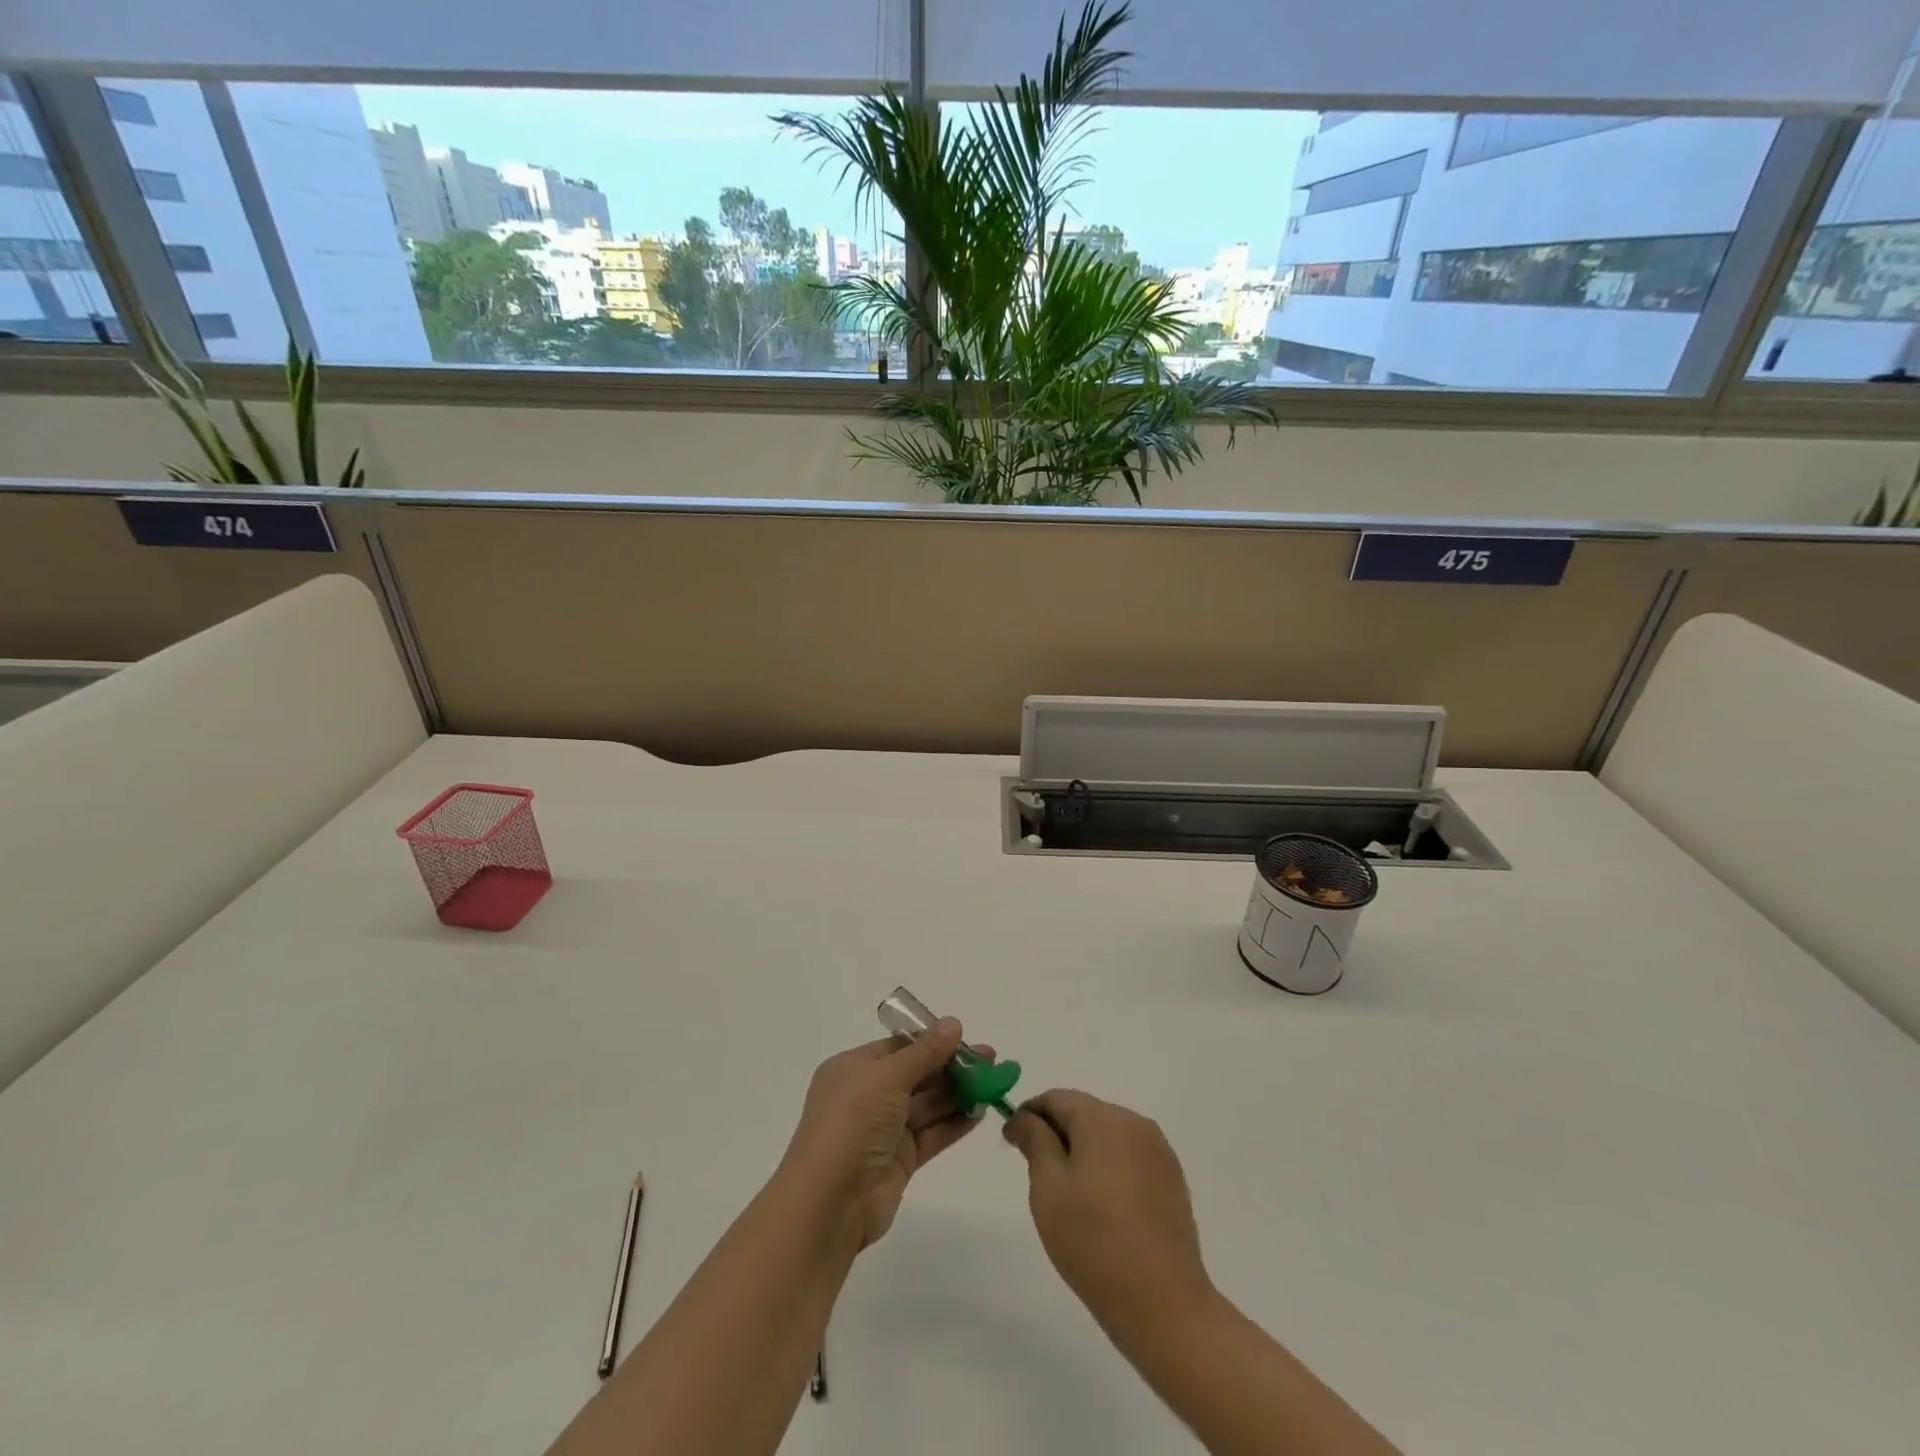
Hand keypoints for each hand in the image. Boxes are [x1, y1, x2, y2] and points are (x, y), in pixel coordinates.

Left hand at [780, 1020, 990, 1250]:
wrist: (829, 1203)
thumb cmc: (852, 1123)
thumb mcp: (887, 1077)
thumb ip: (924, 1052)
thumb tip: (953, 1024)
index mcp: (853, 1069)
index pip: (898, 1047)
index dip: (932, 1041)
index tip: (967, 1039)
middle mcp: (867, 1096)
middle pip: (916, 1074)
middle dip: (952, 1067)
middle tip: (991, 1061)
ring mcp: (883, 1130)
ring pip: (927, 1105)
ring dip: (958, 1094)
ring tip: (993, 1083)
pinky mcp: (899, 1161)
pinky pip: (931, 1134)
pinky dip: (954, 1123)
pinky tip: (980, 1112)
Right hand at [1004, 1090, 1213, 1332]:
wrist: (1164, 1304)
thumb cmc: (1094, 1242)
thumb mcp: (1048, 1190)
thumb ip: (1035, 1142)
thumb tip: (1024, 1117)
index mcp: (1102, 1119)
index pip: (1057, 1098)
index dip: (1030, 1114)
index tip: (1012, 1141)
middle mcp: (1134, 1123)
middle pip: (1085, 1113)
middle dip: (1057, 1132)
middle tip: (1037, 1171)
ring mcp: (1159, 1151)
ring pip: (1108, 1135)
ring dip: (1084, 1150)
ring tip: (1070, 1193)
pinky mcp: (1172, 1179)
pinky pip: (1130, 1157)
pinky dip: (1110, 1168)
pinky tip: (1103, 1205)